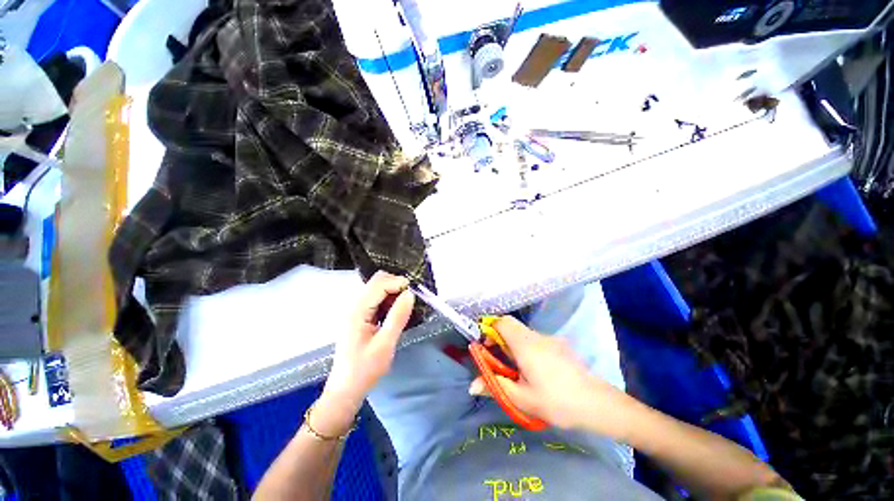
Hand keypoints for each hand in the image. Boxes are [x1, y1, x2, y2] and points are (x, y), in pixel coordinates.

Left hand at [314, 272, 413, 435]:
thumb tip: (410, 294)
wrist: (346, 389)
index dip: (398, 283)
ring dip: (393, 292)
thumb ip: (398, 317)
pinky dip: (389, 300)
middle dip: (396, 285)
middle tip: (410, 300)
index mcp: (358, 310)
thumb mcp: (385, 344)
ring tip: (404, 308)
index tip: (414, 294)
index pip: (379, 284)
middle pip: (377, 281)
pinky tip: (395, 313)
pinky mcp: (361, 316)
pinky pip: (377, 299)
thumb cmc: (365, 369)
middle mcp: (355, 305)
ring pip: (377, 288)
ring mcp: (357, 310)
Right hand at [469, 316, 632, 436]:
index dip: (490, 329)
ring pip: (523, 332)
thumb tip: (472, 386)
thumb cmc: (556, 401)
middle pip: (512, 325)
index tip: (486, 347)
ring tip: (516, 368)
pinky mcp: (560, 345)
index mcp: (525, 344)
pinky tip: (535, 369)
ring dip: (513, 343)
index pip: (502, 322)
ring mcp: (550, 339)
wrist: (597, 404)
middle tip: (498, 359)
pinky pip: (536, 339)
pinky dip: (527, 347)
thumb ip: (495, 387)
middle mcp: (537, 336)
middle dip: (499, 337)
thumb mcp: (522, 398)